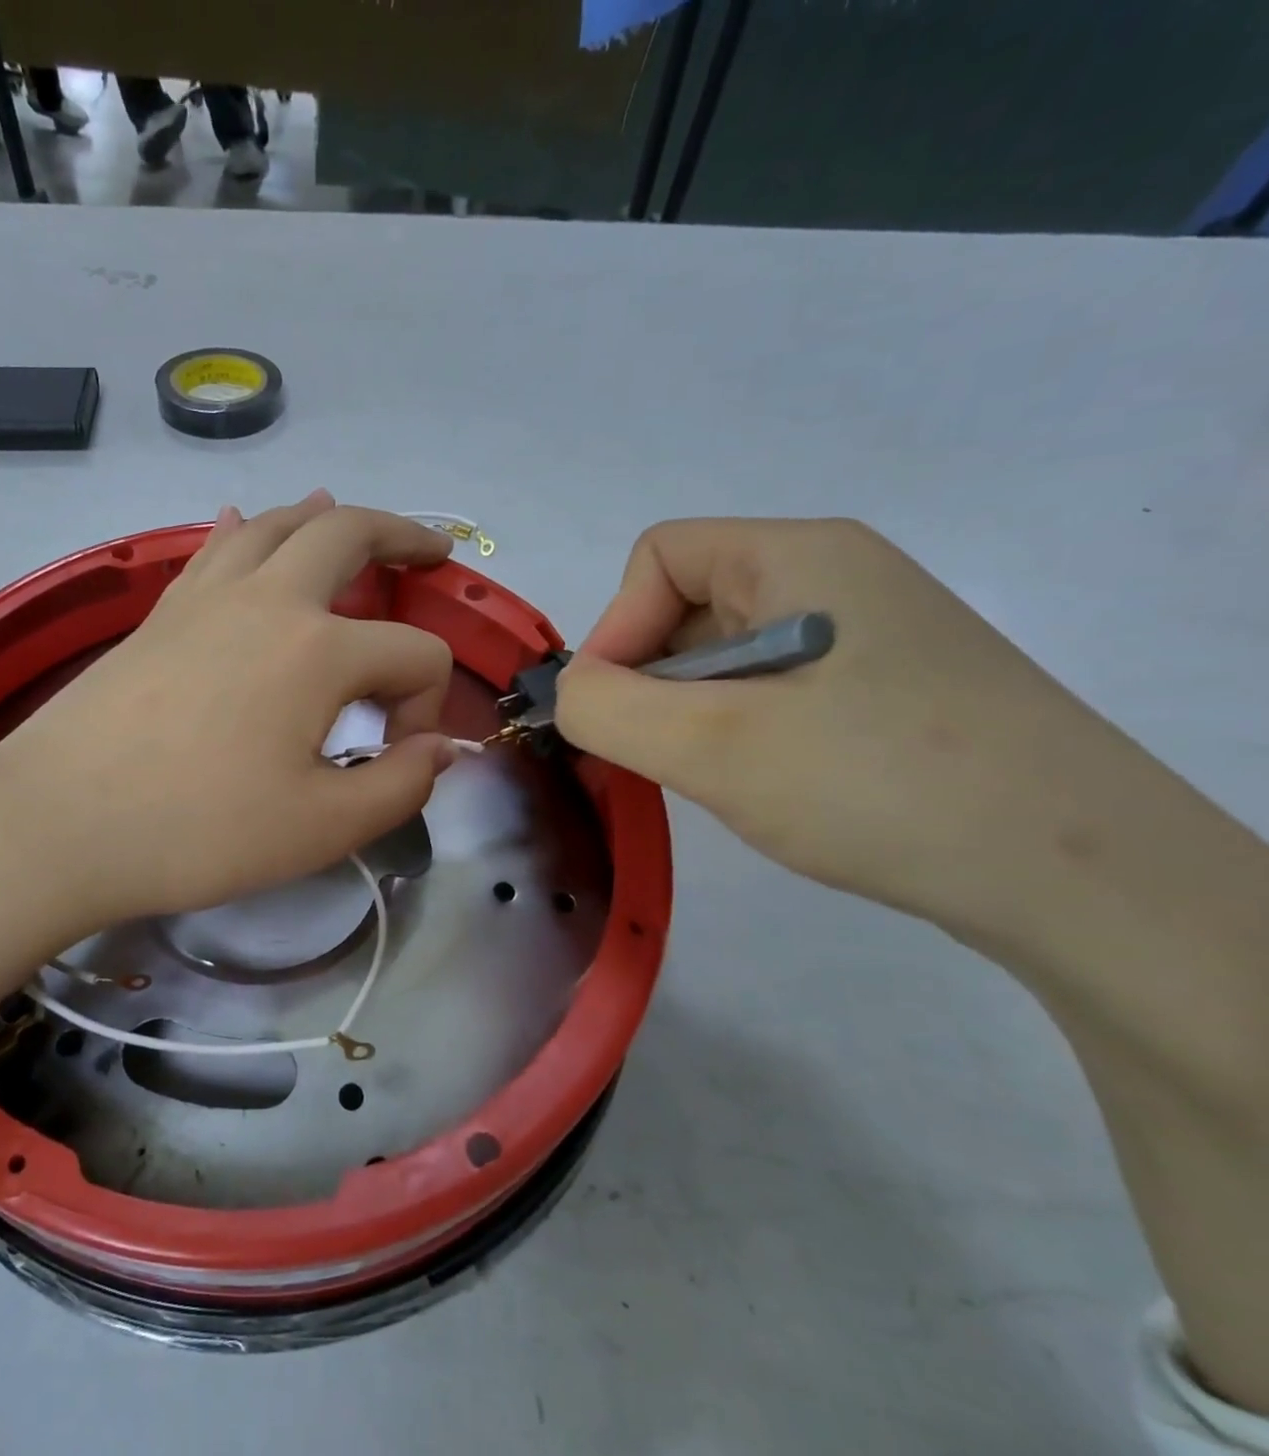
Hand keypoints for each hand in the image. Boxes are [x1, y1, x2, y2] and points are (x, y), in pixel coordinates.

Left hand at [0, 493, 458, 928]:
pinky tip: (242, 521)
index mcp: (319, 650)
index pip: (414, 656)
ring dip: (324, 517)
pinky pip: (214, 549)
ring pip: (276, 524)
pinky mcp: (160, 612)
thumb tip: (441, 748)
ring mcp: (206, 597)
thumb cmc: (198, 832)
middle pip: (350, 534)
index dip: (426, 706)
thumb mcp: (321, 828)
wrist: (60, 824)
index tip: (395, 758)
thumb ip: (399, 786)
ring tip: (347, 517)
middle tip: (432, 551)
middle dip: (403, 536)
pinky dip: (244, 529)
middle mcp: (269, 601)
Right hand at [554, 518, 1135, 935]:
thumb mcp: (712, 746)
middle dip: (652, 678)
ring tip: (721, 774)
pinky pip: (773, 689)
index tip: (611, 710)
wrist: (1083, 881)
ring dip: (694, 712)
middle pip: (689, 603)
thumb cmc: (877, 785)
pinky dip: (740, 730)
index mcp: (801, 555)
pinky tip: (769, 783)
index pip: (659, 556)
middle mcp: (837, 577)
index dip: (616, 626)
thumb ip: (605, 709)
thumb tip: (568, 694)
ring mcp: (868, 635)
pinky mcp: (885, 690)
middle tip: (664, 753)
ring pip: (726, 654)